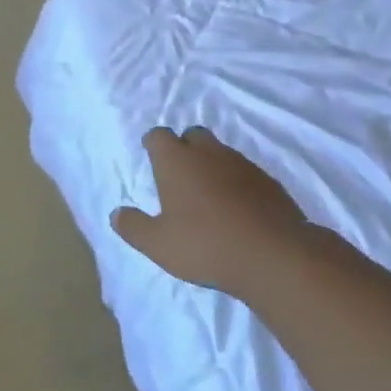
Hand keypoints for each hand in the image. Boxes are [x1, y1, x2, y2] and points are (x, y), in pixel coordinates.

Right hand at [111, 127, 313, 295]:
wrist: (274, 255)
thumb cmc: (206, 245)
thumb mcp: (158, 244)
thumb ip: (134, 227)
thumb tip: (116, 214)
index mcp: (176, 161)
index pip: (158, 135)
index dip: (153, 145)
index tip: (152, 158)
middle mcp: (209, 153)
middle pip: (193, 135)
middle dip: (185, 147)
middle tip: (180, 176)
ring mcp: (243, 164)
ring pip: (221, 152)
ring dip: (212, 165)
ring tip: (209, 196)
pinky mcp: (269, 181)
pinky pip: (246, 172)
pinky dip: (237, 183)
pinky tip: (238, 208)